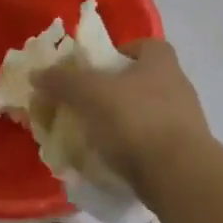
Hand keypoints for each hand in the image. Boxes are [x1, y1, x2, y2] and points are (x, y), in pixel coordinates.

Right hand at [32, 38, 212, 202]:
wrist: (179, 176)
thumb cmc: (136, 120)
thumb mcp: (91, 94)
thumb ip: (63, 81)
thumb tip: (37, 74)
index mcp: (161, 61)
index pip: (141, 45)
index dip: (116, 53)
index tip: (92, 70)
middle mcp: (178, 86)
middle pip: (139, 81)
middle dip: (111, 92)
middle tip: (83, 105)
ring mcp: (184, 122)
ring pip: (144, 114)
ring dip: (120, 122)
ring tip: (90, 137)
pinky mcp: (183, 154)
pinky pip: (150, 144)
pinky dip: (130, 149)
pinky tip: (109, 161)